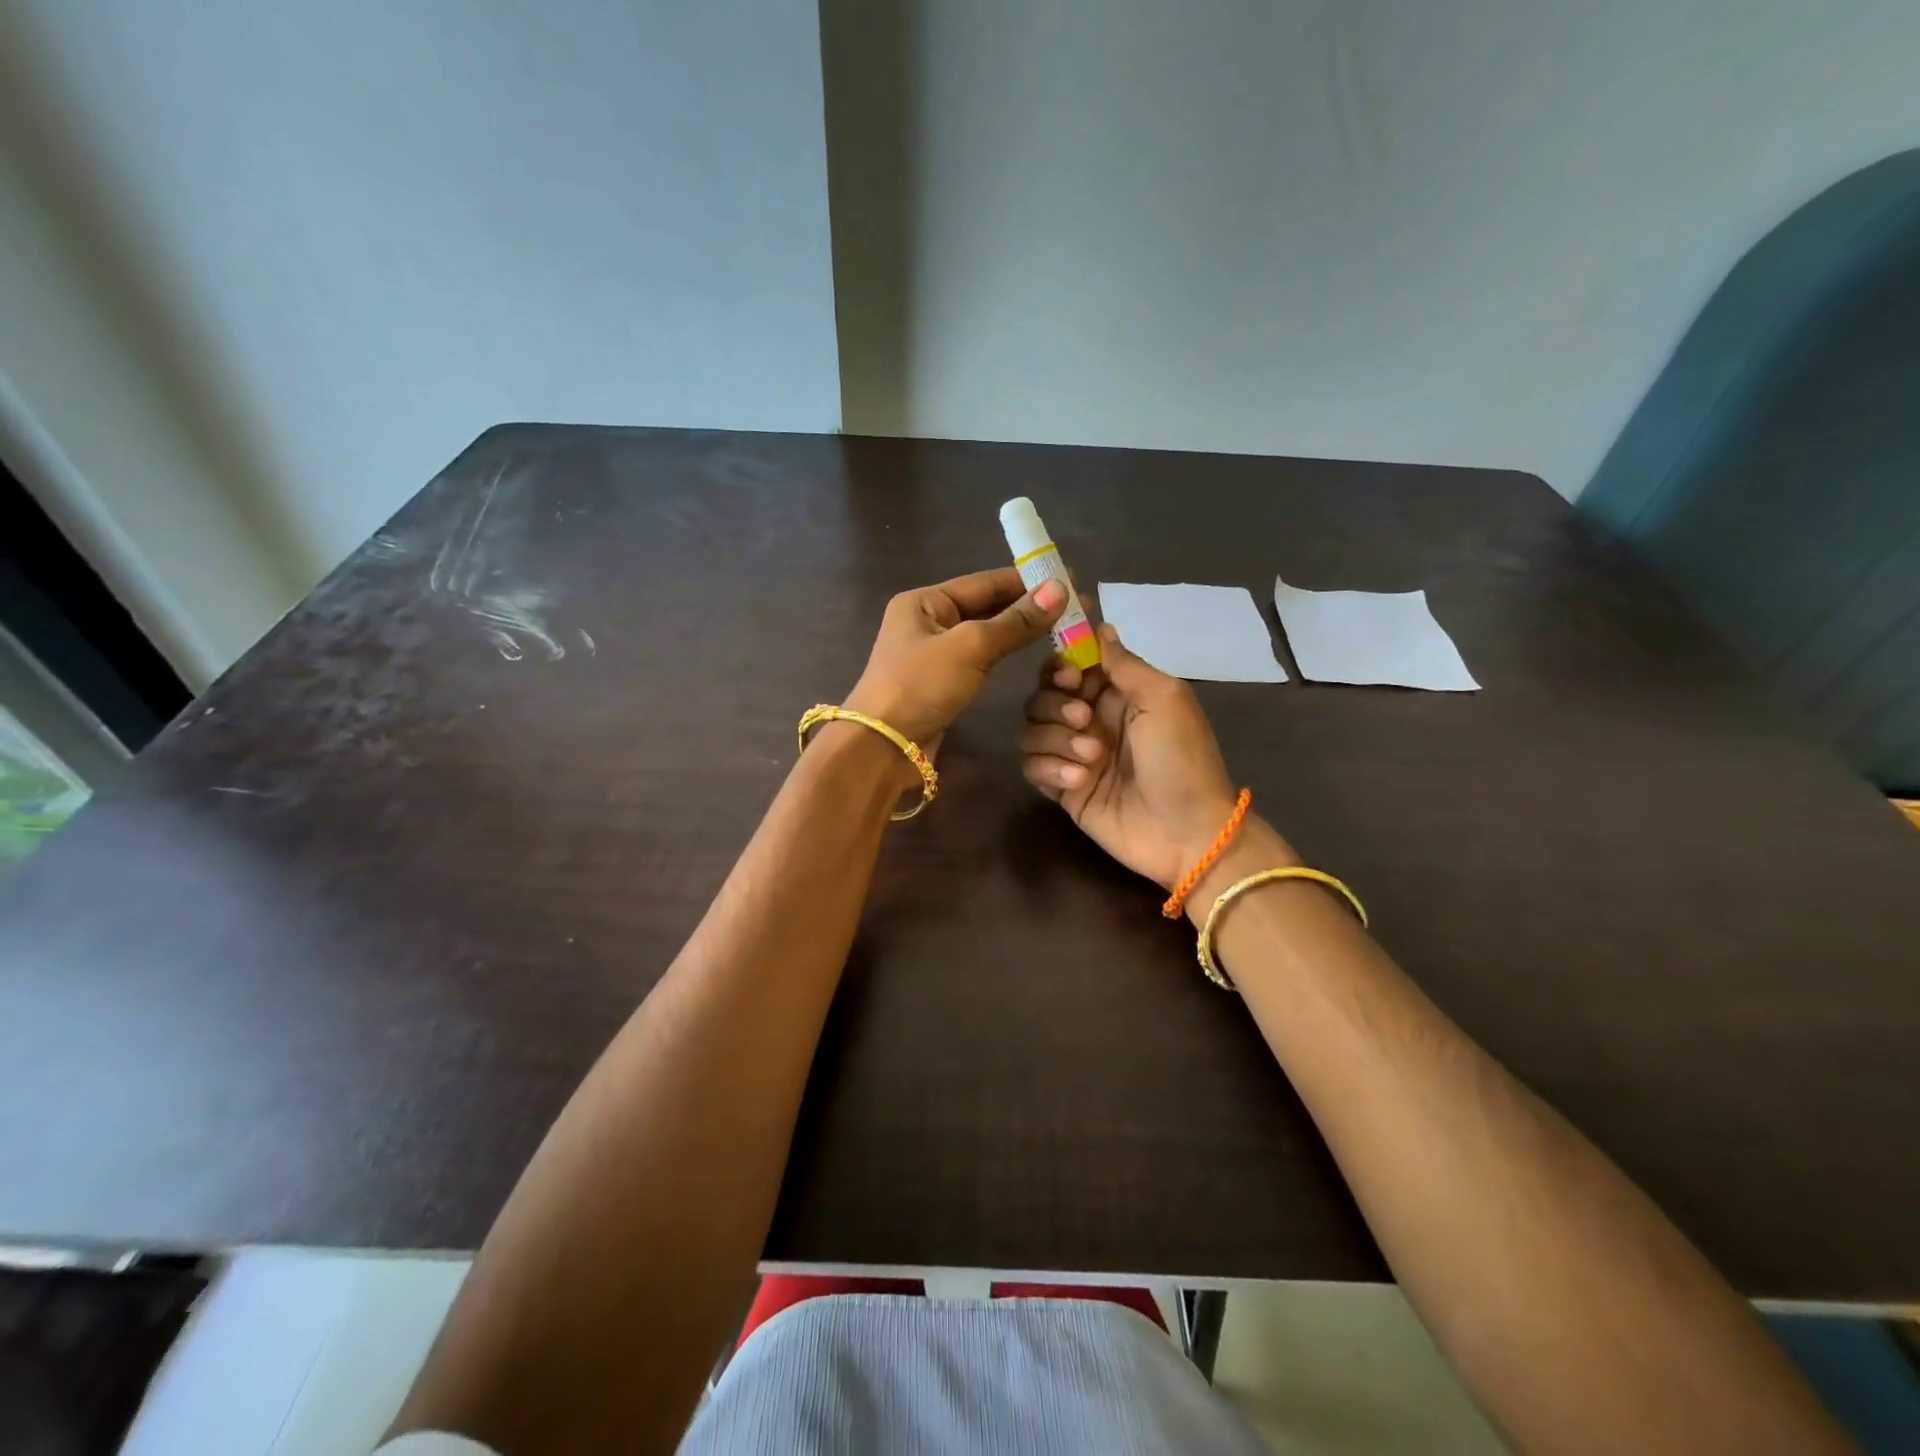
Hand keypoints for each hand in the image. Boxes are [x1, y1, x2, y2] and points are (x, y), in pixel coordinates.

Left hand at [846, 568, 1067, 753]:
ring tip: (1063, 626)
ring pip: (985, 634)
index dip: (1028, 580)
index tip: (1070, 578)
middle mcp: (927, 621)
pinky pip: (981, 659)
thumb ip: (1015, 621)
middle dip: (1028, 606)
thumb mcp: (970, 647)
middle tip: (1076, 607)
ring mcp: (933, 654)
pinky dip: (1006, 653)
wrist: (883, 747)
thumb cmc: (920, 686)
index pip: (985, 582)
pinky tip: (1032, 653)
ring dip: (1020, 630)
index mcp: (924, 601)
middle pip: (986, 606)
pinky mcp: (942, 683)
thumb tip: (1060, 588)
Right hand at [1020, 622, 1247, 891]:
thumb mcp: (1164, 698)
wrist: (1186, 834)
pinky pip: (1031, 766)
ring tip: (1090, 760)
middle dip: (1055, 705)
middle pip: (1042, 695)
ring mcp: (1073, 754)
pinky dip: (1049, 769)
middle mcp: (1090, 719)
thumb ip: (1124, 663)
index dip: (1060, 666)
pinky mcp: (1062, 788)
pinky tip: (1078, 782)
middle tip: (1084, 721)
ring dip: (1055, 740)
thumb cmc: (1182, 759)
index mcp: (1117, 693)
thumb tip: (1099, 626)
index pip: (1069, 664)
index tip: (1069, 677)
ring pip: (1032, 729)